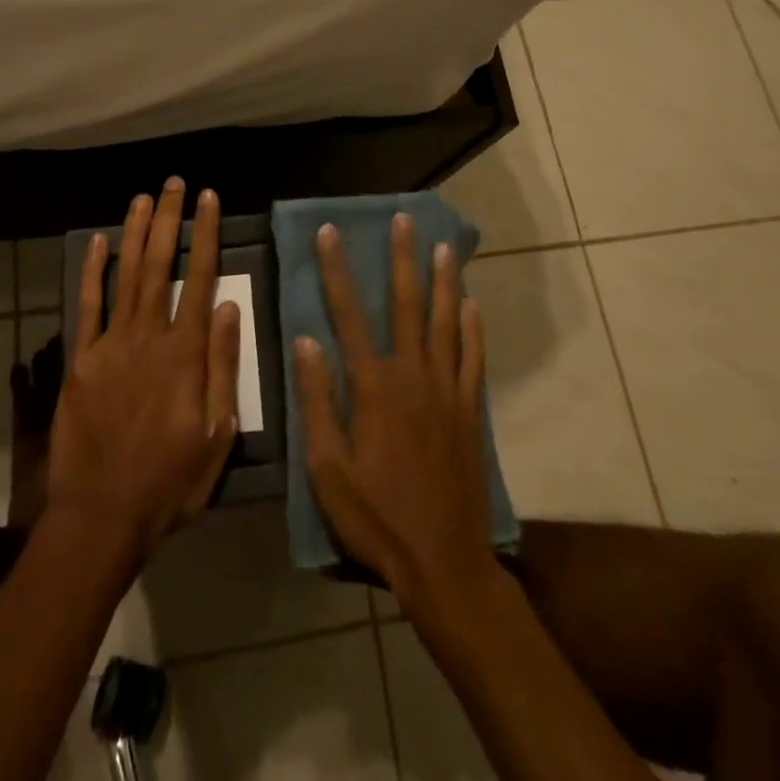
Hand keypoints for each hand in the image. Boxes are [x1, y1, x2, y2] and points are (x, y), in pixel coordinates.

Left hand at [46, 180, 240, 564]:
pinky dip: (93, 272)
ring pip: (126, 276)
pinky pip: (87, 307)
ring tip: (143, 198)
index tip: (210, 200)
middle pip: (160, 265)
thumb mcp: (217, 434)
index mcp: (185, 354)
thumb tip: (231, 308)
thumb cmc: (170, 481)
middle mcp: (148, 337)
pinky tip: (97, 243)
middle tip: (174, 184)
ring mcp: (110, 346)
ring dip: (135, 233)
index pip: (201, 279)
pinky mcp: (80, 360)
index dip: (206, 235)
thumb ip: (223, 367)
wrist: (102, 515)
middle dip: (169, 220)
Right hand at [295, 214, 494, 606]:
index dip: (337, 270)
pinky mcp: (470, 411)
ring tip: (444, 246)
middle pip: (407, 305)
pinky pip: (473, 358)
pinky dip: (472, 329)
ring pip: (445, 322)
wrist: (443, 561)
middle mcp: (413, 375)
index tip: (330, 232)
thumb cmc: (376, 516)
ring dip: (443, 281)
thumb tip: (306, 341)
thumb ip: (318, 400)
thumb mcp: (327, 466)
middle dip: (403, 259)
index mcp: (373, 386)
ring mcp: (447, 390)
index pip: (348, 314)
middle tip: (404, 219)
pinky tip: (472, 305)